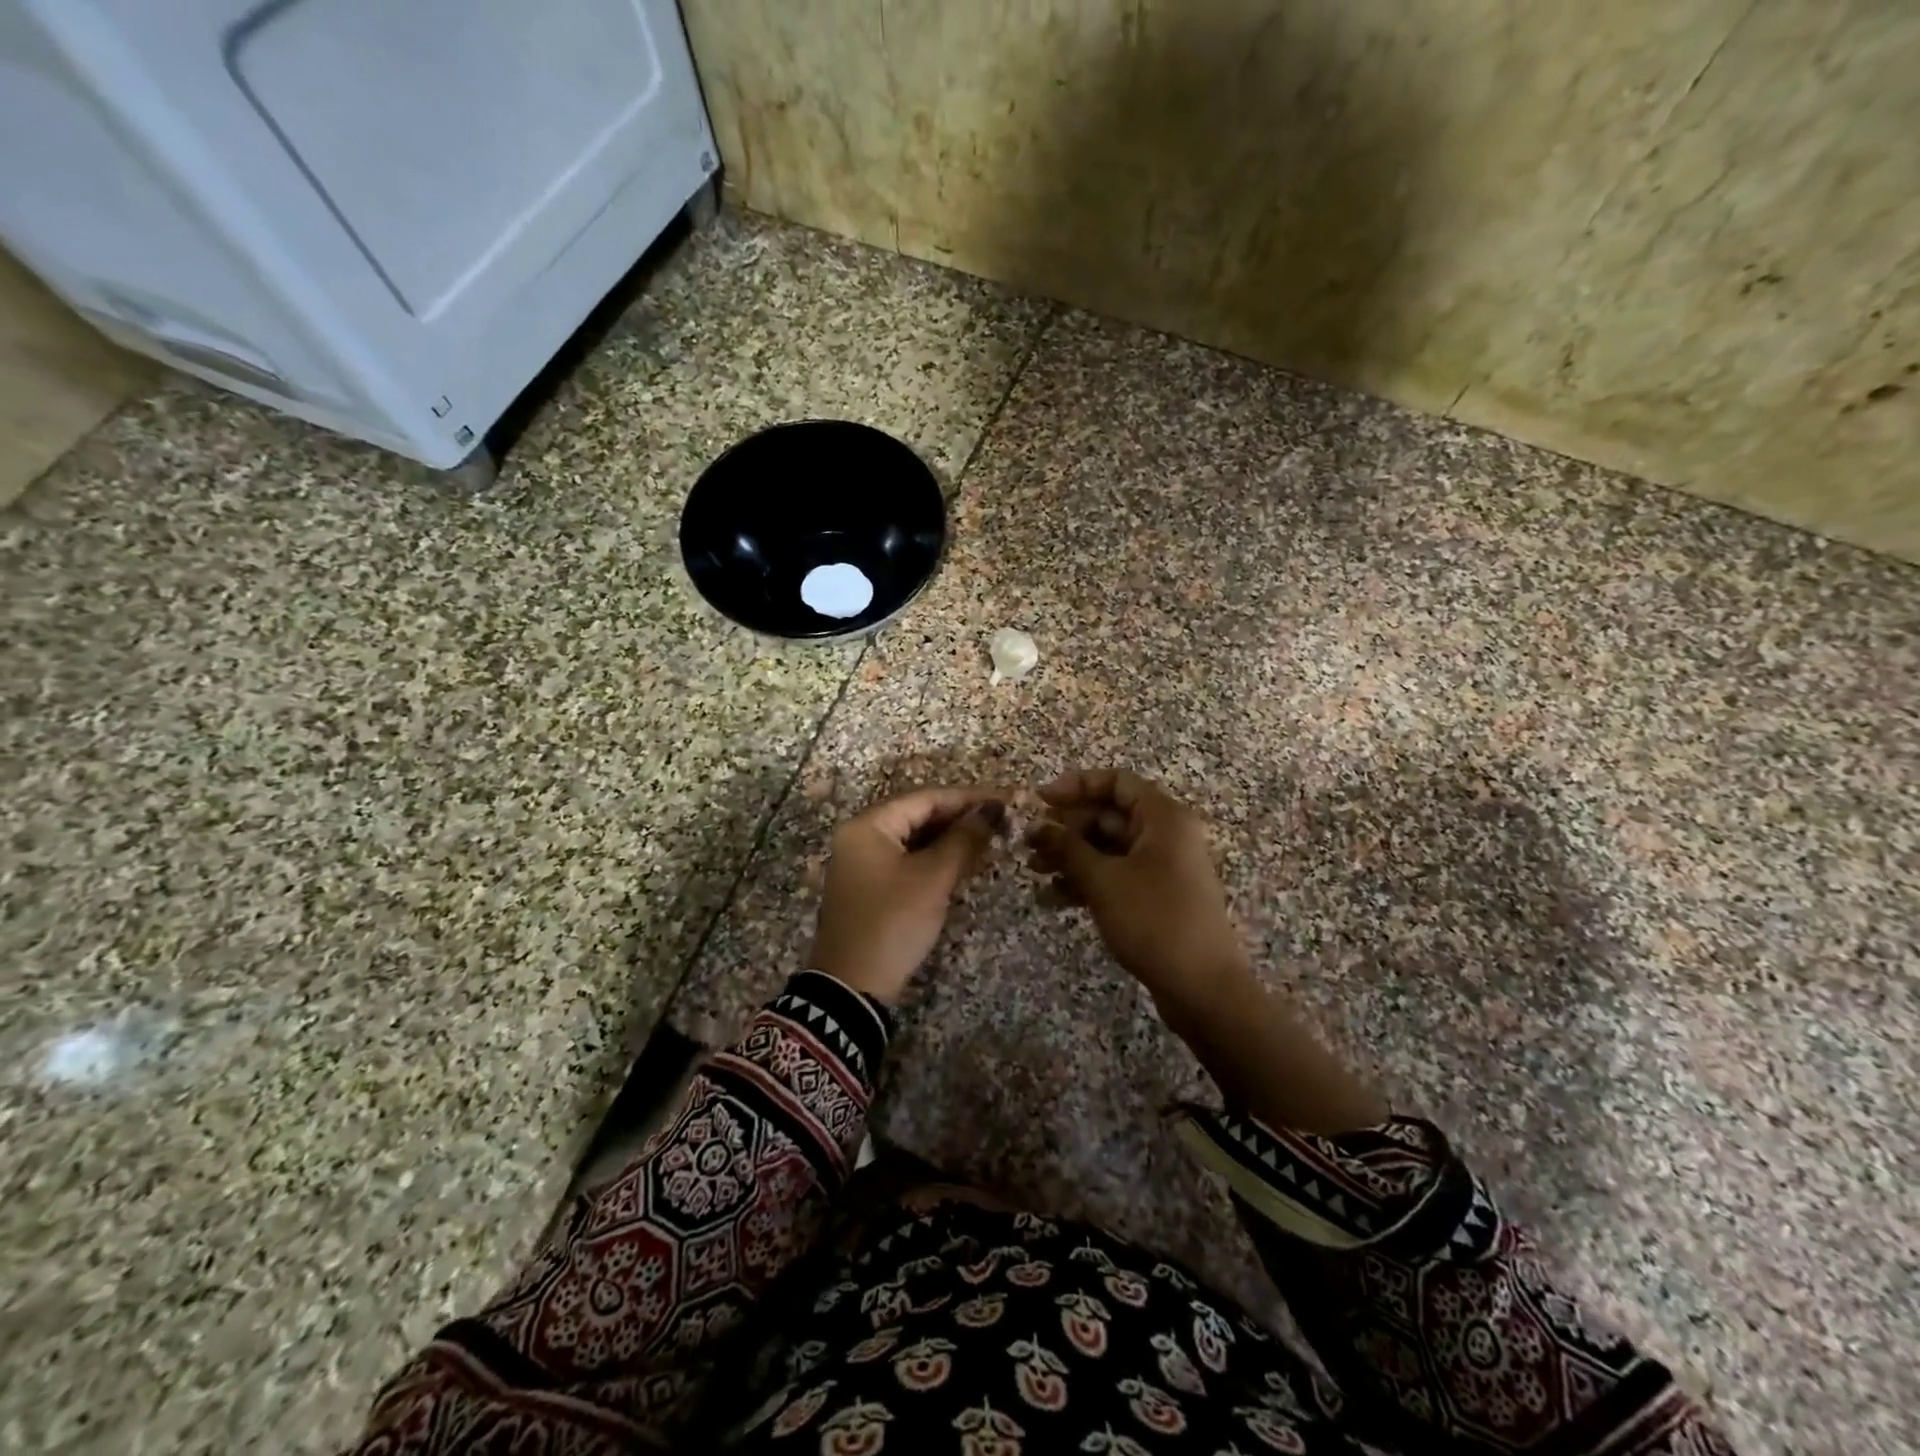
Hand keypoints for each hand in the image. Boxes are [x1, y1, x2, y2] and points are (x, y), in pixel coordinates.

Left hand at [809, 786, 1006, 1004]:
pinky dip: (936, 859)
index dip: (969, 798)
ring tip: (992, 839)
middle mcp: (861, 836)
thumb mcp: (933, 879)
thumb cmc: (893, 923)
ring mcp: (863, 863)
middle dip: (961, 818)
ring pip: (915, 839)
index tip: (1007, 800)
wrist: (852, 988)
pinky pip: (908, 860)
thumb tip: (992, 810)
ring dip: (951, 839)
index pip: (926, 798)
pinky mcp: (871, 887)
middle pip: (919, 815)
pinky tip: (965, 862)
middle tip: (1003, 822)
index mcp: (868, 825)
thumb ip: (964, 839)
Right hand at [1028, 769, 1249, 1016]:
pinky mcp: (1157, 896)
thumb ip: (1067, 848)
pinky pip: (1117, 875)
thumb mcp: (1103, 881)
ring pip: (1109, 848)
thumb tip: (1036, 826)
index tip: (1040, 802)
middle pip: (1109, 815)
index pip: (1116, 782)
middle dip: (1067, 828)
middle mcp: (1166, 834)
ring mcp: (1163, 867)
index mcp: (1163, 817)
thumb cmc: (1154, 921)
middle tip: (1031, 845)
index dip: (1076, 785)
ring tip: (1035, 873)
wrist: (1202, 988)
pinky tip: (1054, 899)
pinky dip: (1088, 881)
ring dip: (1072, 857)